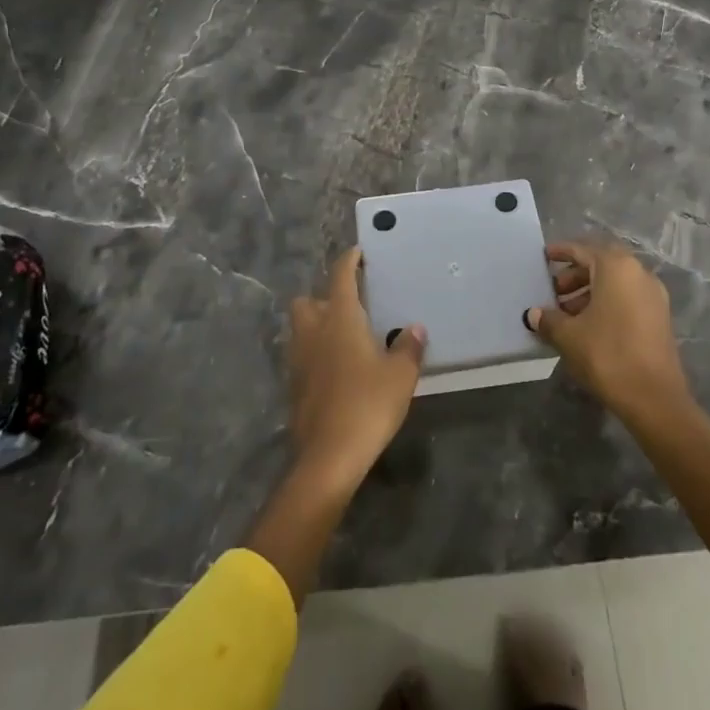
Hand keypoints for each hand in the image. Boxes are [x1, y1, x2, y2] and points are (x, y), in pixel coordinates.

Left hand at [287, 246, 427, 491]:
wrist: (328, 456)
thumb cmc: (367, 404)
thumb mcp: (400, 375)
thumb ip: (408, 347)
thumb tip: (415, 328)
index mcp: (340, 319)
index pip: (340, 277)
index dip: (348, 261)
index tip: (357, 253)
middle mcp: (313, 332)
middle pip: (307, 301)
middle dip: (322, 296)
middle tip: (348, 304)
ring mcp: (298, 360)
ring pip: (301, 329)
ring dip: (316, 325)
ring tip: (343, 335)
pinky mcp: (293, 386)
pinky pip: (302, 356)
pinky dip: (315, 353)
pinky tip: (336, 368)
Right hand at [527, 240, 689, 421]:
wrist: (654, 398)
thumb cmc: (607, 355)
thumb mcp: (569, 336)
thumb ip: (549, 319)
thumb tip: (534, 314)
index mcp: (616, 267)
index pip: (583, 250)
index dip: (561, 252)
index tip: (544, 257)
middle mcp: (638, 272)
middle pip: (601, 264)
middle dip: (575, 274)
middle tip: (554, 291)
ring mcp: (653, 294)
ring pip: (616, 282)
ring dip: (590, 291)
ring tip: (567, 313)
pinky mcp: (660, 316)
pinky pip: (628, 297)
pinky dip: (607, 302)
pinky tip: (589, 326)